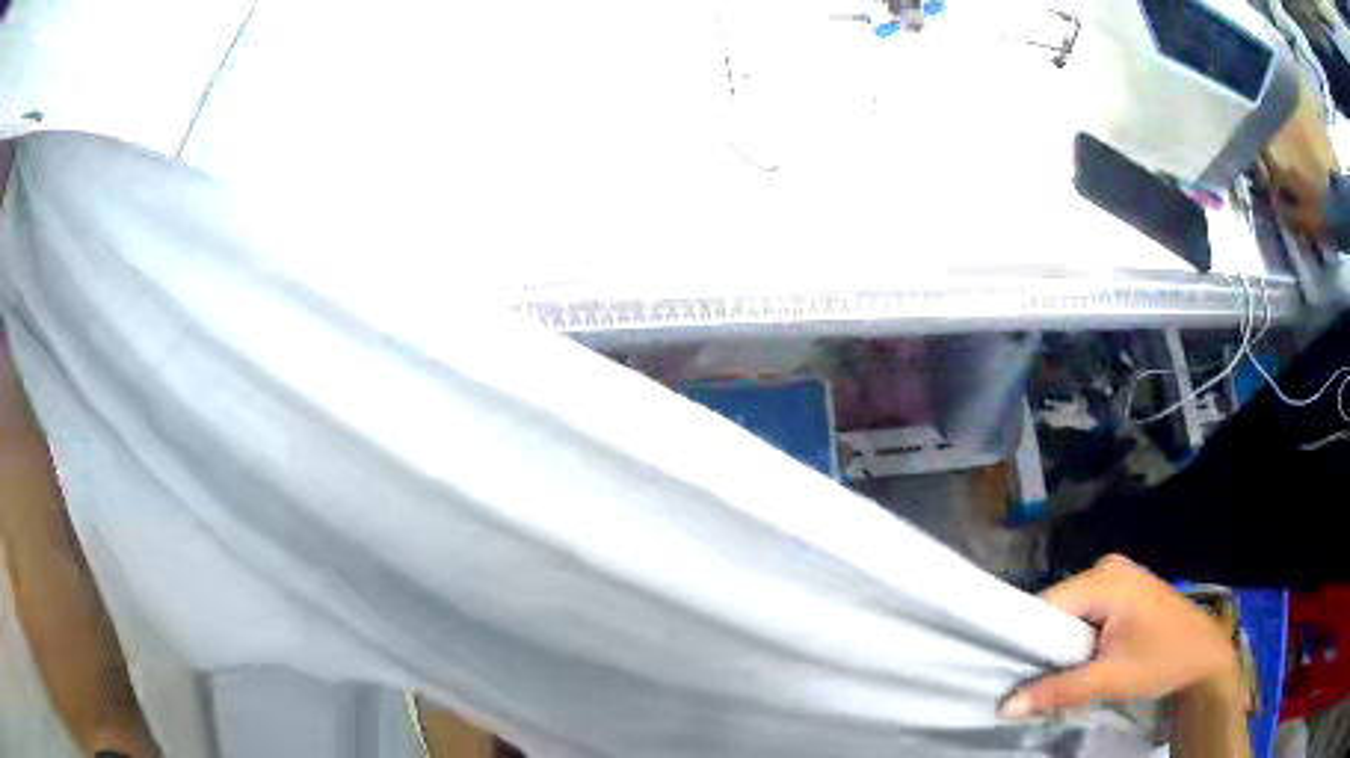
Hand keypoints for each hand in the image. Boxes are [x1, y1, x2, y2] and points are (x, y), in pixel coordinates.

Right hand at [1001, 554, 1238, 717]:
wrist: (1204, 655)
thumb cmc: (1163, 661)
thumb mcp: (1111, 680)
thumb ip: (1058, 691)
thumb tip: (1004, 707)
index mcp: (1106, 579)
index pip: (1046, 605)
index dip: (1024, 640)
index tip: (1010, 675)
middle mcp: (1107, 567)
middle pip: (1057, 606)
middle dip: (1045, 645)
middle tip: (1037, 681)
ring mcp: (1117, 575)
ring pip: (1069, 611)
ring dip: (1061, 644)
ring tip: (1058, 673)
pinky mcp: (1122, 589)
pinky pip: (1085, 610)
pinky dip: (1077, 637)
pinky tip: (1081, 659)